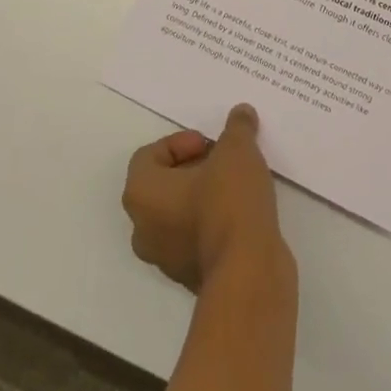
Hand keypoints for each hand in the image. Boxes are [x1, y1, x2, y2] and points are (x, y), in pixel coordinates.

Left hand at [123, 104, 286, 292]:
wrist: (249, 274)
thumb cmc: (228, 202)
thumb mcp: (236, 150)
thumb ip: (236, 128)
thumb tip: (241, 113)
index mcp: (141, 194)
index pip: (148, 156)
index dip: (180, 143)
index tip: (209, 144)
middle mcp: (144, 229)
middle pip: (163, 185)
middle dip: (193, 167)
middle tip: (223, 159)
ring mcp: (166, 259)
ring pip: (180, 213)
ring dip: (204, 194)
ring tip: (237, 182)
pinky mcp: (192, 277)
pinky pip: (197, 237)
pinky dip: (214, 221)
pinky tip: (243, 211)